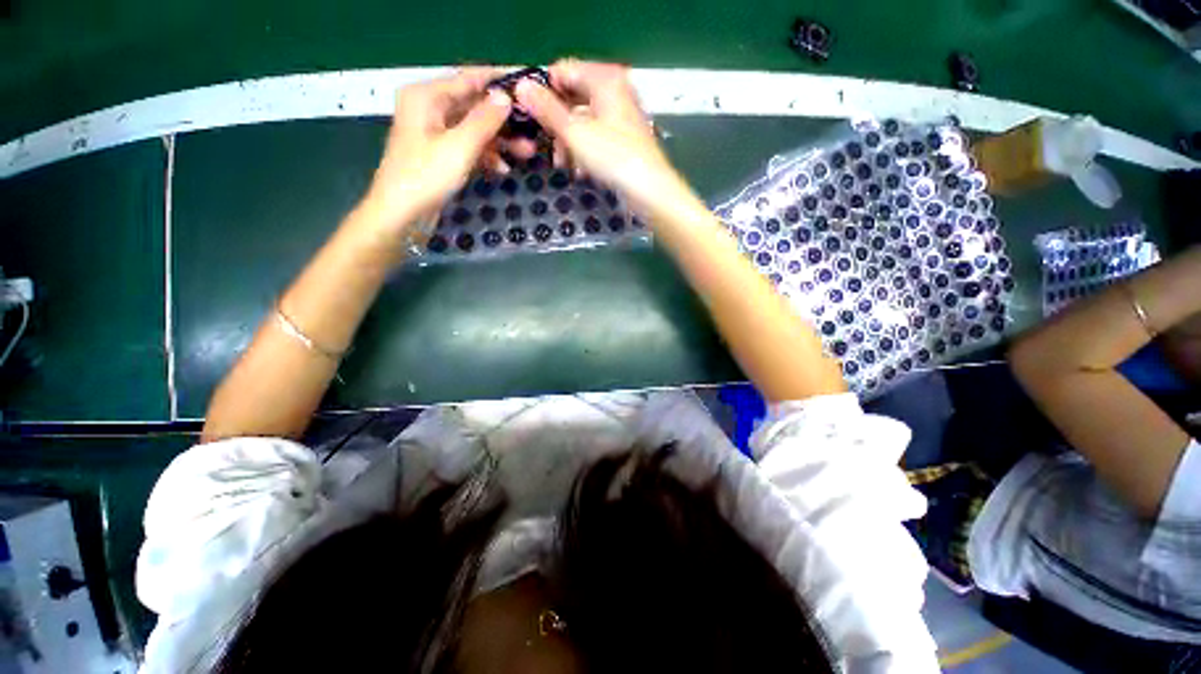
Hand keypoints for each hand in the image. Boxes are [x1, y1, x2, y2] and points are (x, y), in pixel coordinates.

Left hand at [361, 68, 513, 241]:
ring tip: (527, 153)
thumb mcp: (460, 146)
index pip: (470, 78)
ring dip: (499, 141)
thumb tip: (505, 96)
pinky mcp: (440, 154)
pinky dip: (486, 156)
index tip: (528, 86)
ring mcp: (434, 132)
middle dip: (504, 119)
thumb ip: (484, 120)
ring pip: (474, 129)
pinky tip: (503, 169)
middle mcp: (430, 108)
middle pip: (474, 105)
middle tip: (534, 128)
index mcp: (427, 96)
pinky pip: (468, 147)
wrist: (401, 215)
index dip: (499, 81)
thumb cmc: (426, 177)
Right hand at [513, 60, 692, 219]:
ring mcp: (620, 115)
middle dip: (557, 124)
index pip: (563, 70)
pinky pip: (595, 136)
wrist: (649, 191)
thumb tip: (522, 86)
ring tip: (563, 164)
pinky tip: (580, 170)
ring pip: (583, 120)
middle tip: (548, 146)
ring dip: (569, 142)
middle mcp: (614, 90)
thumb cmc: (614, 158)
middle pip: (573, 98)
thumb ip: (547, 109)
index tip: (531, 115)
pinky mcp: (623, 138)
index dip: (544, 91)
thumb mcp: (575, 133)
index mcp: (604, 79)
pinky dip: (584, 150)